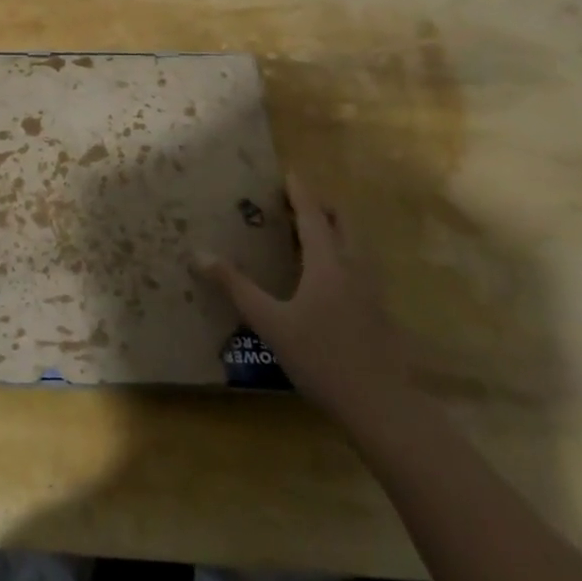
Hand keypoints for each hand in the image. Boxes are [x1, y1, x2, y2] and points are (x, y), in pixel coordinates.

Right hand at [196, 176, 410, 422]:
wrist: (383, 409)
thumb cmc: (321, 358)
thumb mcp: (269, 322)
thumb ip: (235, 287)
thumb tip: (198, 254)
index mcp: (328, 263)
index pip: (313, 215)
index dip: (300, 192)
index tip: (290, 172)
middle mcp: (354, 268)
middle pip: (343, 224)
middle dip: (322, 207)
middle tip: (295, 203)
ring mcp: (373, 292)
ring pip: (356, 246)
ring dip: (335, 231)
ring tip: (309, 236)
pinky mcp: (380, 314)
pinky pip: (361, 269)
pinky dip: (343, 257)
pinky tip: (327, 280)